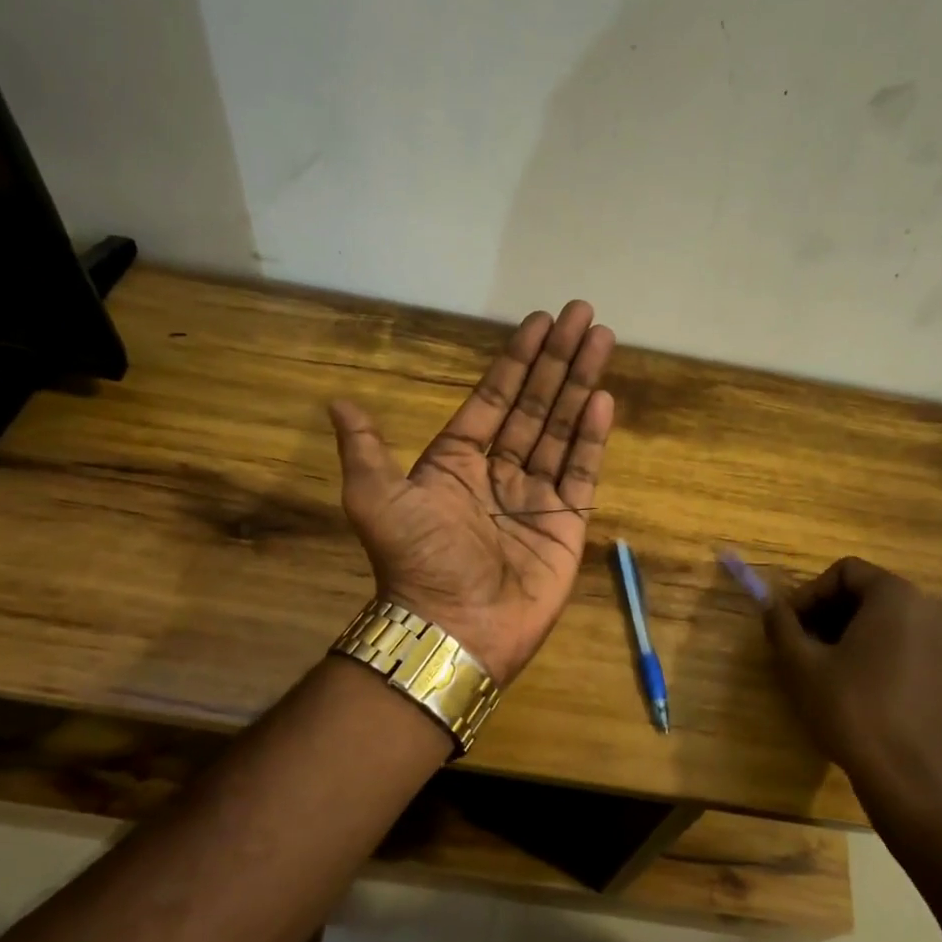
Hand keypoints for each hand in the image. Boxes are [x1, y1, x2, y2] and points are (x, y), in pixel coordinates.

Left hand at [328, 301, 615, 684]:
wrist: (453, 627)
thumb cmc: (417, 559)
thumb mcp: (375, 498)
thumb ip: (365, 448)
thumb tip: (338, 403)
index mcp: (457, 461)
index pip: (494, 398)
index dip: (516, 360)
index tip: (540, 322)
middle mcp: (499, 472)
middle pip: (534, 403)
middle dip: (558, 358)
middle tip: (583, 314)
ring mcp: (536, 496)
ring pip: (562, 428)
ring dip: (581, 384)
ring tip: (602, 340)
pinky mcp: (566, 522)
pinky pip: (582, 470)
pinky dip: (592, 435)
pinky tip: (603, 398)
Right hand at [764, 558, 941, 816]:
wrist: (904, 775)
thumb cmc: (850, 709)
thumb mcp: (801, 664)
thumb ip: (781, 624)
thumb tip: (770, 605)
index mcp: (897, 596)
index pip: (845, 572)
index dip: (810, 593)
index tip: (790, 625)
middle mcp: (930, 607)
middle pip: (867, 590)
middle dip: (828, 611)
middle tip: (801, 643)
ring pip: (886, 615)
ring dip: (849, 629)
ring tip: (823, 662)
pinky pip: (905, 637)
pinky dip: (876, 645)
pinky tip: (854, 677)